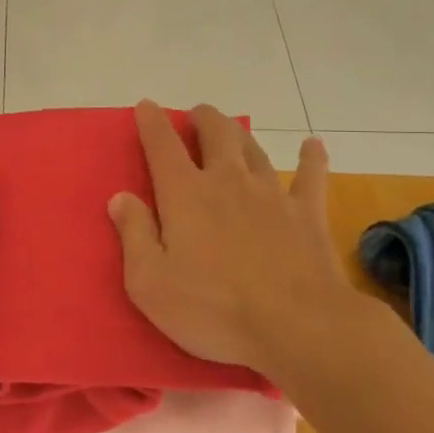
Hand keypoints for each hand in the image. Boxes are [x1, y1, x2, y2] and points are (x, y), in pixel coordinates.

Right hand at [108, 101, 349, 376]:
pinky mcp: (307, 214)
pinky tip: (313, 146)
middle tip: (196, 116)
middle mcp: (228, 181)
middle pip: (216, 134)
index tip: (146, 106)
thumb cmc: (214, 310)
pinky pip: (310, 176)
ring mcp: (272, 194)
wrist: (297, 326)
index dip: (152, 122)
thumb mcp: (150, 283)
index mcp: (185, 195)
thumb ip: (134, 235)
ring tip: (231, 129)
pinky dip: (310, 158)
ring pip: (254, 148)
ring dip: (240, 134)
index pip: (163, 145)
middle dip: (203, 119)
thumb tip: (120, 197)